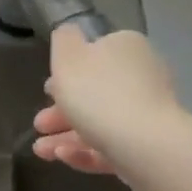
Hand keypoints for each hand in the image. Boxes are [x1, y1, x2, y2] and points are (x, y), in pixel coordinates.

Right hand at [32, 27, 181, 174]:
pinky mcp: (151, 146)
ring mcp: (149, 113)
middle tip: (40, 125)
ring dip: (66, 136)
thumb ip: (63, 39)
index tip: (46, 90)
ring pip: (100, 122)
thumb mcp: (67, 56)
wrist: (145, 145)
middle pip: (95, 92)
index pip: (94, 54)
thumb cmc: (98, 93)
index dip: (66, 73)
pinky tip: (63, 157)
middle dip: (61, 111)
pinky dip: (86, 151)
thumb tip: (69, 32)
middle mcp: (143, 76)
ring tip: (41, 151)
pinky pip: (113, 145)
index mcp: (125, 48)